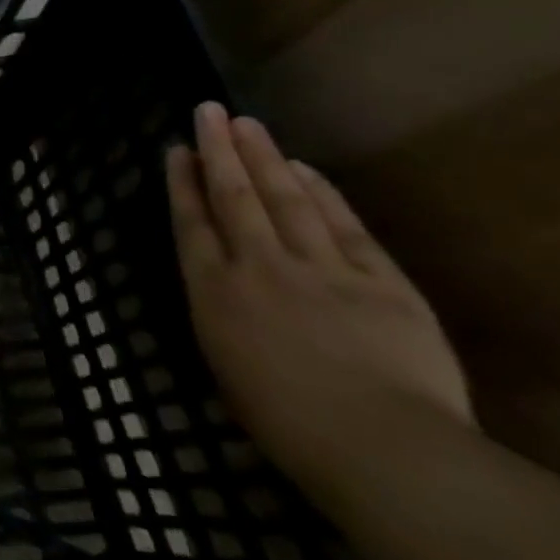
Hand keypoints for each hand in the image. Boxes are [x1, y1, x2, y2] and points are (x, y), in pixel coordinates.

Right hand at [165, 103, 471, 511]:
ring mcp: (321, 268)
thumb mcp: (226, 366)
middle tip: (208, 111)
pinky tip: (305, 169)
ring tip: (247, 124)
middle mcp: (259, 266)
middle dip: (218, 150)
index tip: (177, 150)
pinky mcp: (379, 280)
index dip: (182, 182)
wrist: (383, 448)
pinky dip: (323, 193)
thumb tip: (225, 285)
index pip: (191, 223)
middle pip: (234, 196)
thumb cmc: (286, 423)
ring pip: (285, 199)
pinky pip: (344, 225)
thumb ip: (222, 315)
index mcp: (214, 293)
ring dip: (264, 158)